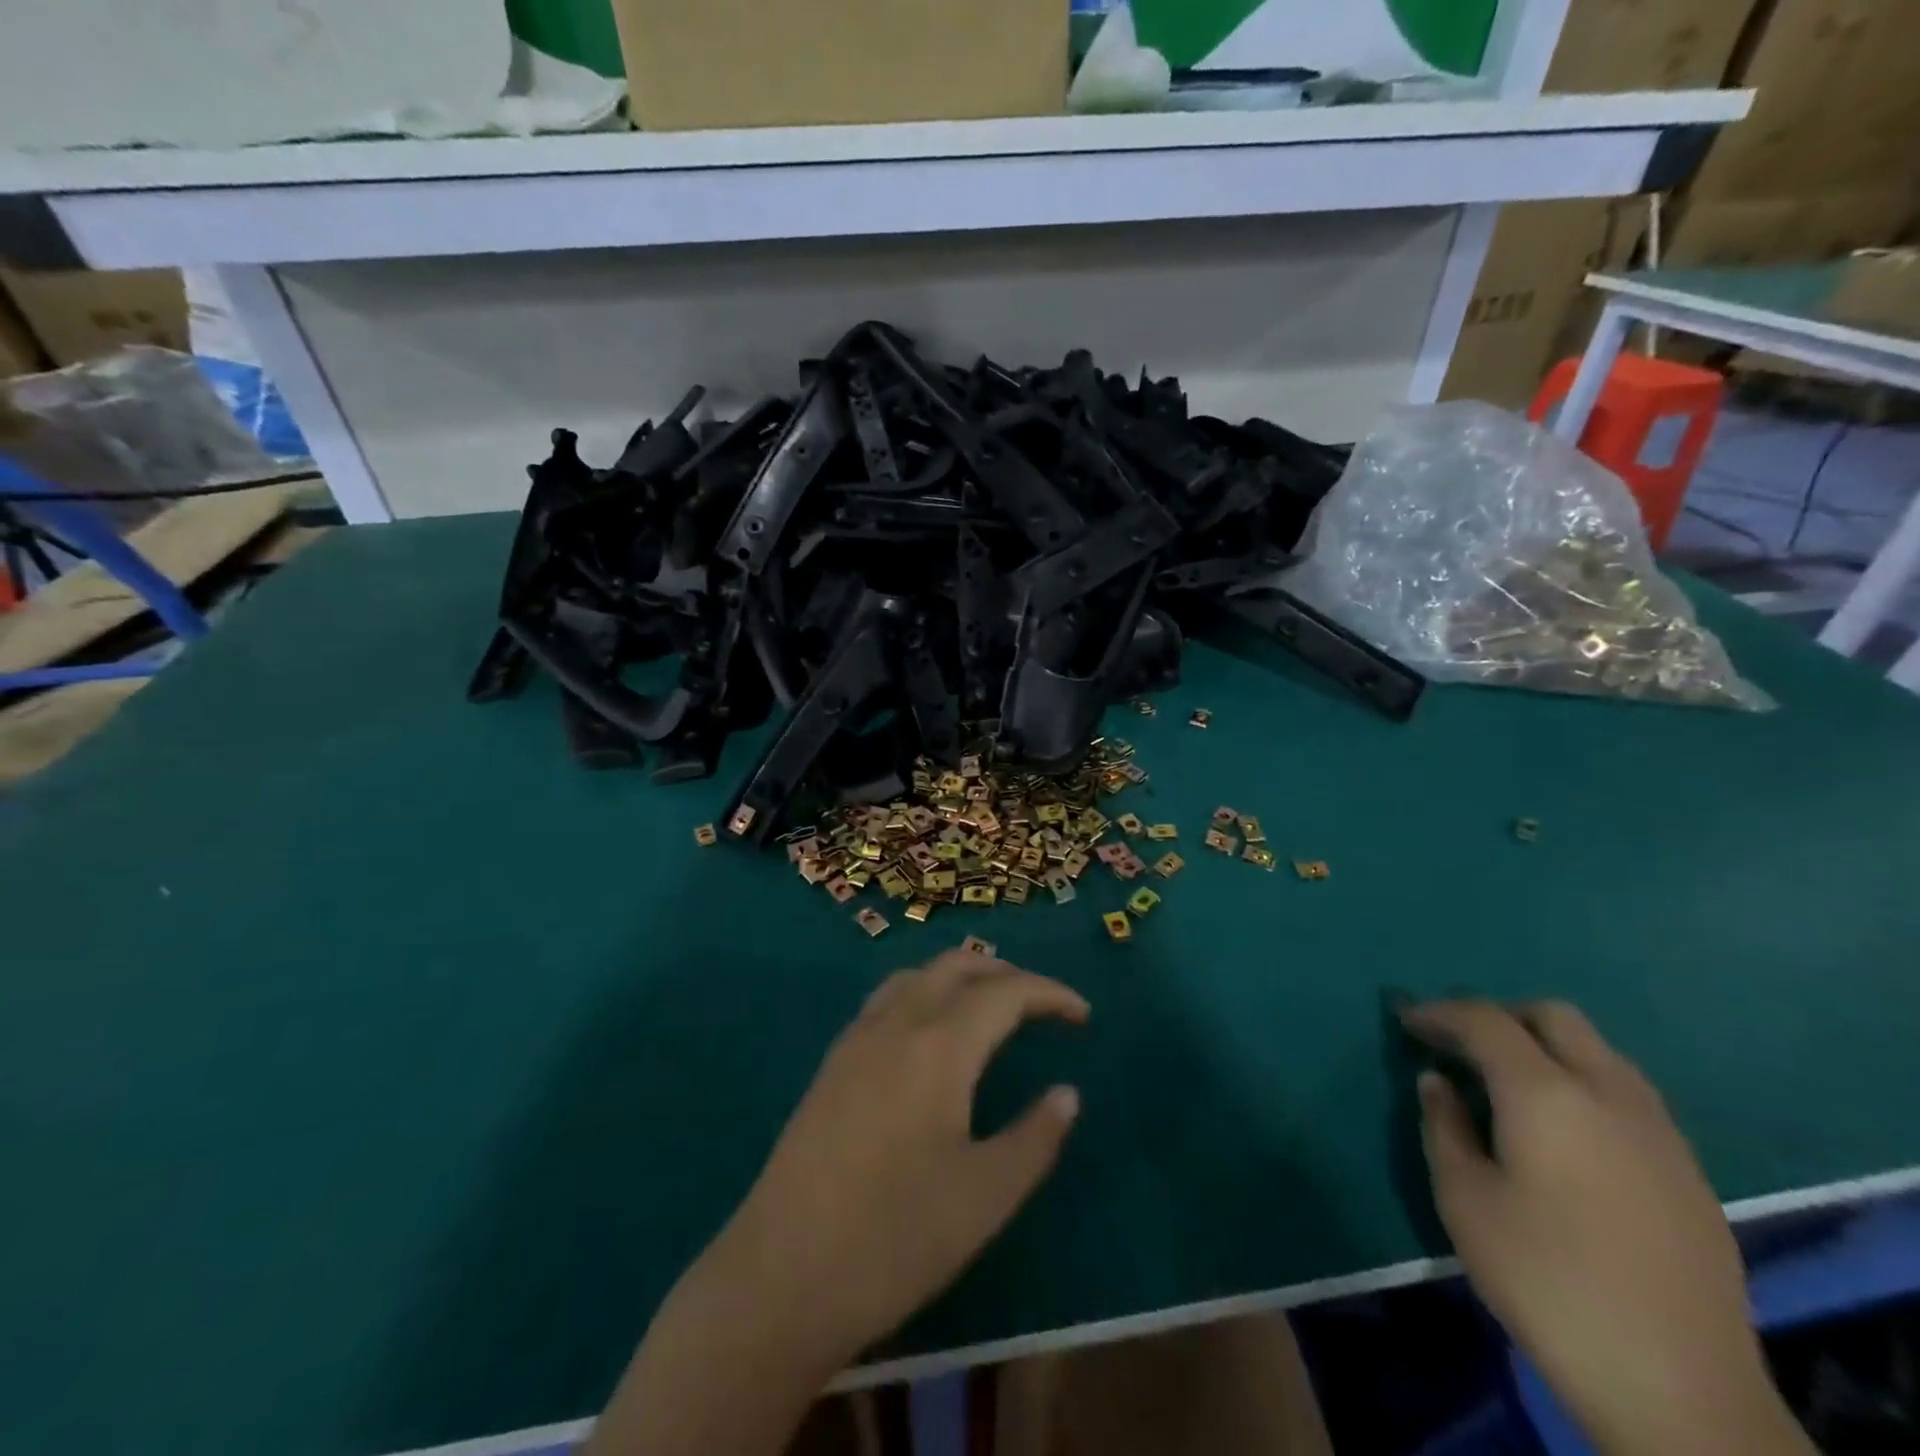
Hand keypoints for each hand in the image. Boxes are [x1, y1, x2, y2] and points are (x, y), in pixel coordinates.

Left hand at [699, 948, 1087, 1368]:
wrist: (781, 1276)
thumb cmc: (896, 1238)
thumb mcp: (986, 1196)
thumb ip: (1035, 1137)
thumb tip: (1067, 1094)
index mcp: (939, 1045)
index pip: (1005, 992)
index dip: (1050, 993)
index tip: (1082, 1015)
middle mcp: (897, 1023)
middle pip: (957, 966)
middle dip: (1006, 974)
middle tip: (1042, 1006)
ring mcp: (857, 1038)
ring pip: (917, 975)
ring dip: (960, 977)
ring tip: (990, 1009)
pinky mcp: (832, 1062)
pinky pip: (888, 998)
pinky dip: (924, 993)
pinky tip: (930, 1037)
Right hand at [1404, 1000, 1807, 1455]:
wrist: (1678, 1387)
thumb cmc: (1546, 1279)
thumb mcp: (1464, 1200)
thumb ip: (1444, 1126)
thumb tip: (1437, 1082)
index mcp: (1545, 1093)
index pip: (1485, 1020)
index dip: (1439, 1013)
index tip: (1406, 1021)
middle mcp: (1608, 1093)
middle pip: (1554, 1017)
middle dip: (1500, 1017)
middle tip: (1461, 1046)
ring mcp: (1658, 1131)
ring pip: (1599, 1051)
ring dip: (1547, 1048)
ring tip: (1508, 1085)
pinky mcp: (1688, 1170)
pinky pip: (1627, 1094)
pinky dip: (1583, 1084)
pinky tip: (1564, 1132)